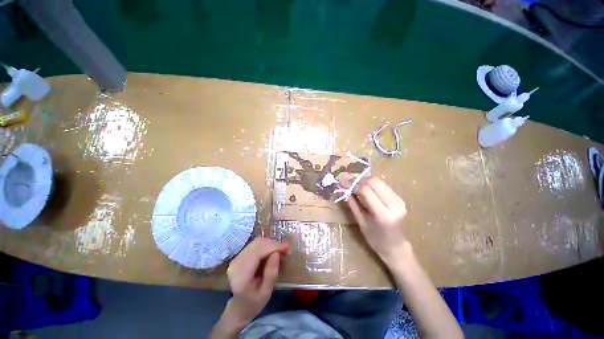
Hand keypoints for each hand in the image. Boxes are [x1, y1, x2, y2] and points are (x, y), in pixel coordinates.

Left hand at [224, 237, 289, 325]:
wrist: (238, 308)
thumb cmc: (253, 304)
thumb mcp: (266, 293)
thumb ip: (271, 273)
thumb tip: (277, 253)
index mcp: (241, 274)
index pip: (258, 252)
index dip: (274, 247)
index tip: (288, 248)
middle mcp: (237, 262)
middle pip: (258, 244)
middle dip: (274, 244)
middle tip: (287, 250)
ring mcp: (237, 257)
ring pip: (257, 242)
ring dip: (271, 243)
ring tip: (281, 250)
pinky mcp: (240, 255)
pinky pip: (255, 244)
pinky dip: (266, 245)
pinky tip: (273, 251)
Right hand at [345, 176, 409, 266]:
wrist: (396, 247)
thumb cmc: (375, 239)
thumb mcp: (361, 223)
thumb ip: (353, 204)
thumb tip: (345, 190)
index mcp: (383, 214)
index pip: (366, 190)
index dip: (354, 186)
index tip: (346, 187)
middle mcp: (393, 205)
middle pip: (374, 182)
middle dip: (360, 181)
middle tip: (351, 185)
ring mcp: (399, 201)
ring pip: (379, 181)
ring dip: (366, 181)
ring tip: (358, 187)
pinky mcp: (401, 199)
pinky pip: (384, 186)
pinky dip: (373, 185)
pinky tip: (367, 190)